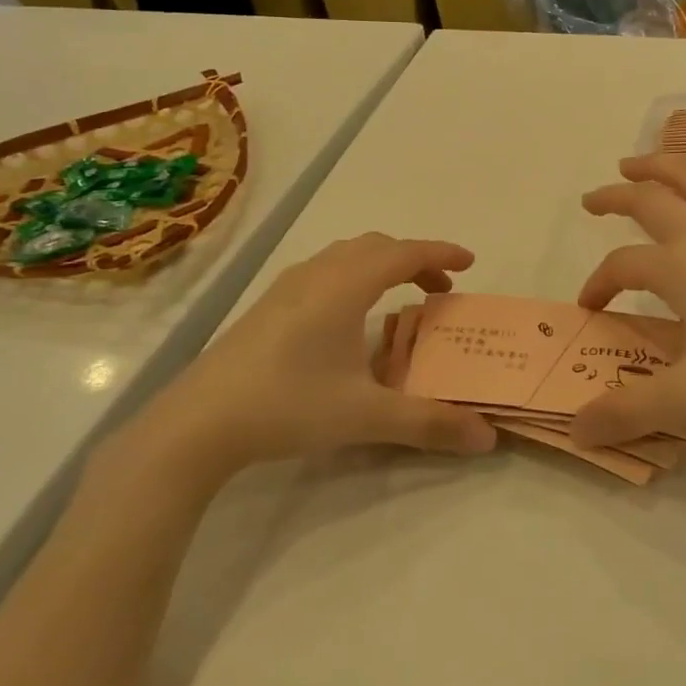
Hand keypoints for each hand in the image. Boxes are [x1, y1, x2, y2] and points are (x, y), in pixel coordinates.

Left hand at [135, 234, 495, 483]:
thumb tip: (487, 438)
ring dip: (380, 266)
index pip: (405, 253)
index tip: (470, 263)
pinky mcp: (267, 306)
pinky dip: (353, 277)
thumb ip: (429, 424)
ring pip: (345, 256)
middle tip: (438, 290)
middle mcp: (317, 275)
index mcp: (346, 286)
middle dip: (414, 260)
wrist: (198, 422)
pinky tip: (348, 319)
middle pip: (376, 247)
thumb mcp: (366, 416)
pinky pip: (324, 272)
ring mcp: (287, 288)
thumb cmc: (288, 405)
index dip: (441, 253)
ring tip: (398, 299)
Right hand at [571, 155, 685, 445]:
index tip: (590, 308)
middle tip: (592, 200)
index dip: (598, 283)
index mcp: (680, 268)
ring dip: (661, 163)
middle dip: (615, 196)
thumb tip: (577, 430)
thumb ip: (632, 412)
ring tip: (637, 163)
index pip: (622, 265)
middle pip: (651, 199)